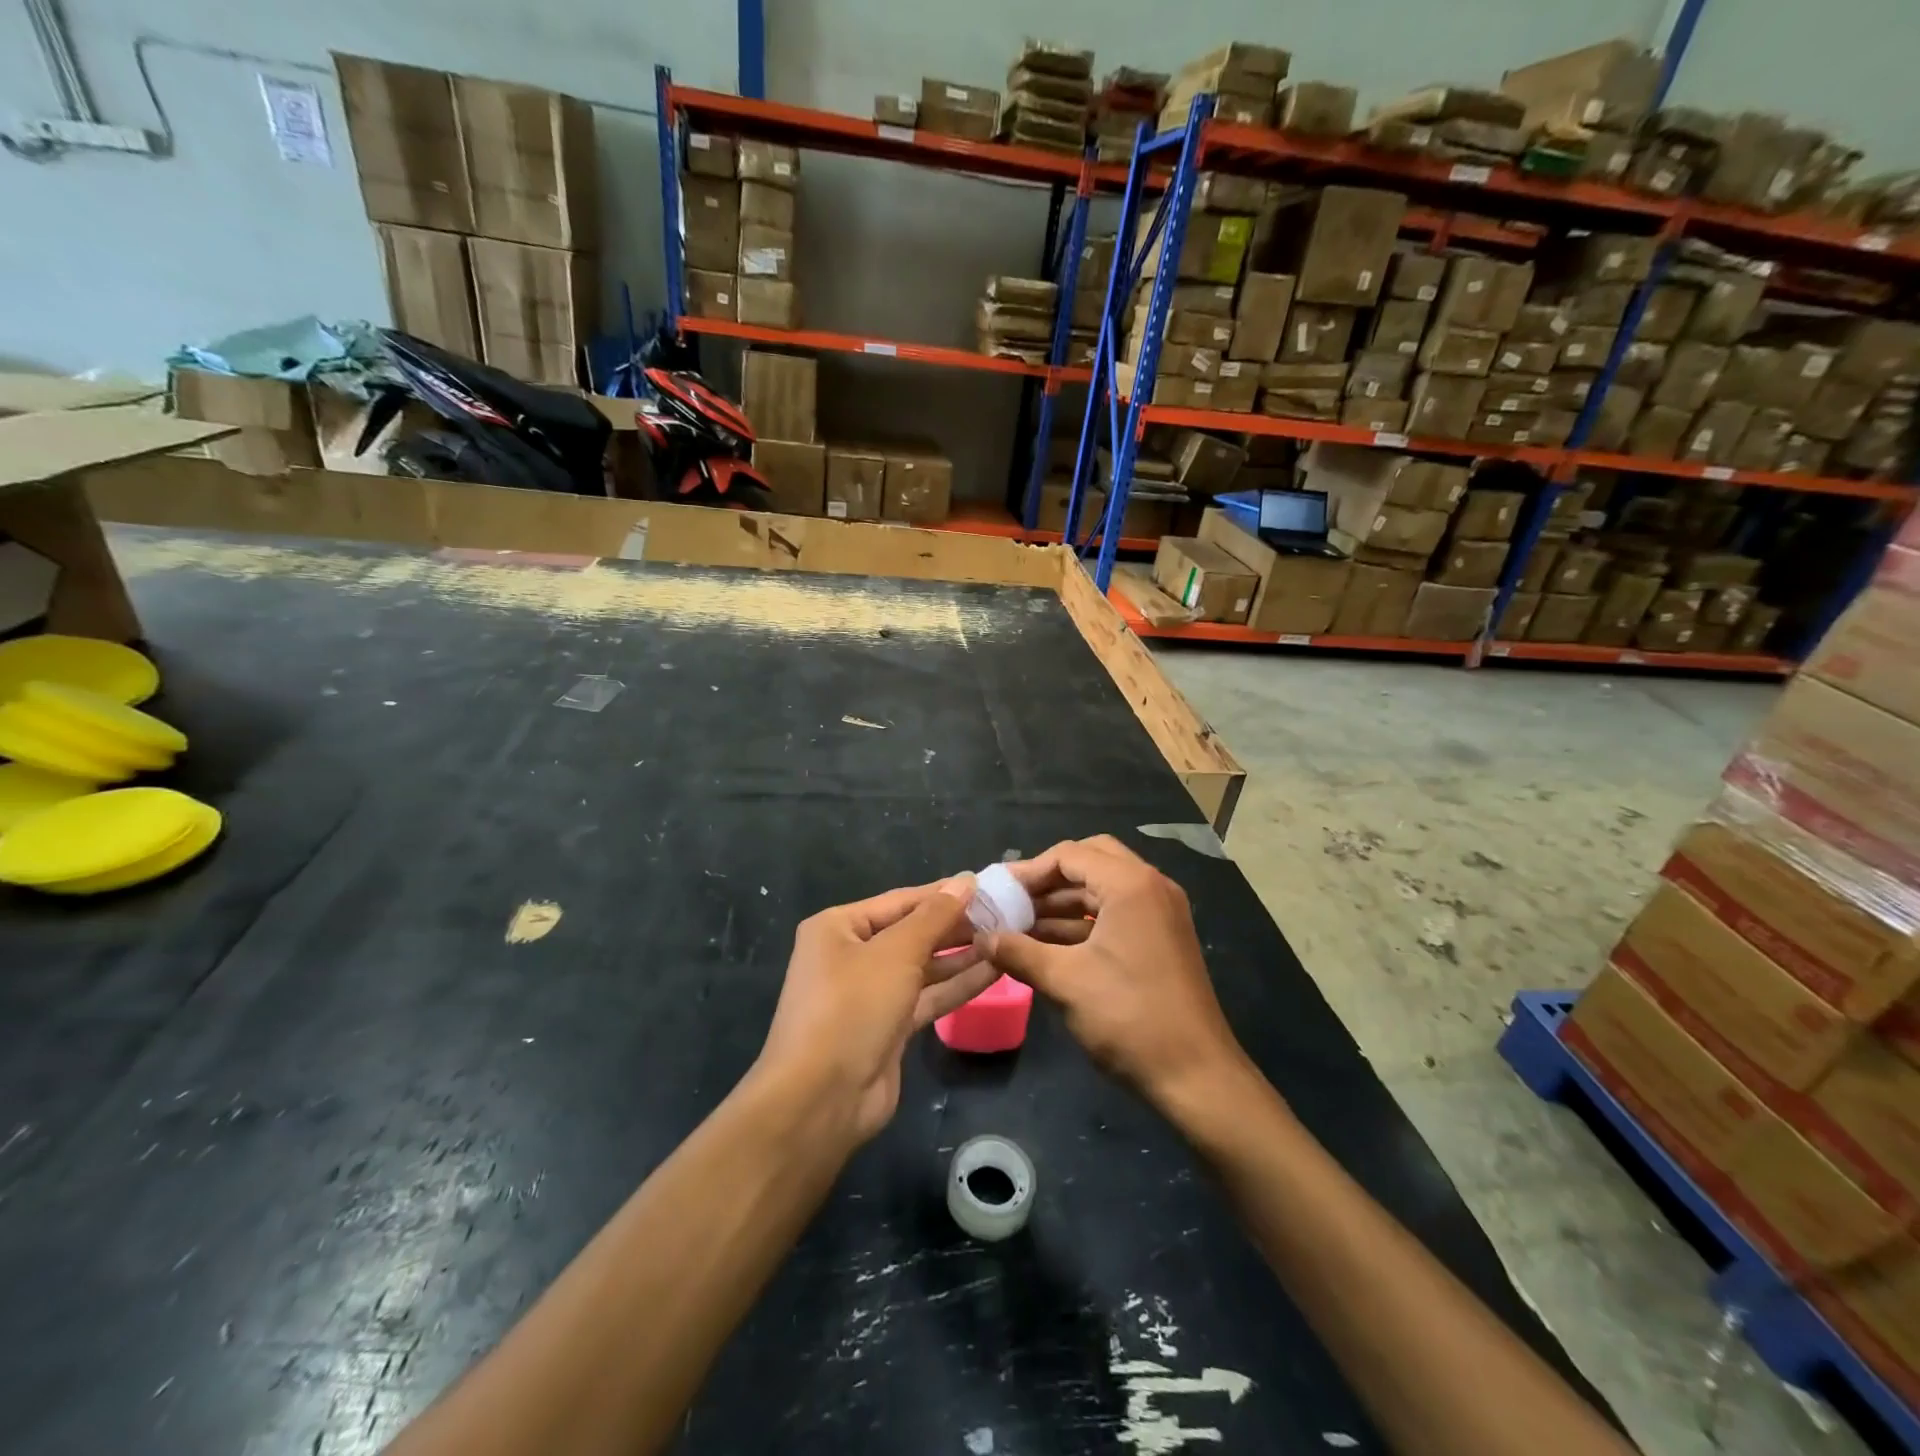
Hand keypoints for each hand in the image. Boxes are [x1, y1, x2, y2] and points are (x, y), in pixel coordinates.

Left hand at [758, 876, 995, 1142]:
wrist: (822, 1099)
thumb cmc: (853, 1007)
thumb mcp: (896, 953)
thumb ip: (934, 916)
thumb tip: (965, 881)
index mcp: (839, 927)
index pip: (901, 900)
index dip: (944, 893)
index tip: (987, 885)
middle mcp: (851, 955)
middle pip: (912, 932)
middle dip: (955, 925)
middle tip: (1004, 914)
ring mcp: (870, 993)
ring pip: (923, 966)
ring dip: (961, 955)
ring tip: (1006, 938)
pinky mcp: (888, 1027)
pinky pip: (927, 997)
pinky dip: (956, 985)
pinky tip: (994, 971)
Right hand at [978, 836, 1248, 1109]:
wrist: (1197, 1076)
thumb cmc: (1129, 1018)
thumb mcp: (1065, 981)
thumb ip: (1018, 952)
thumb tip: (982, 938)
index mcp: (1131, 884)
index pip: (1070, 854)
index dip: (1029, 870)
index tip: (998, 892)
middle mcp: (1150, 886)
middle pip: (1090, 860)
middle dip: (1048, 879)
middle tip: (1014, 900)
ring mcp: (1160, 912)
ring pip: (1102, 888)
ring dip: (1063, 902)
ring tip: (1020, 925)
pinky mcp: (1161, 937)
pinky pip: (1115, 912)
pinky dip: (1082, 921)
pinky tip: (1048, 944)